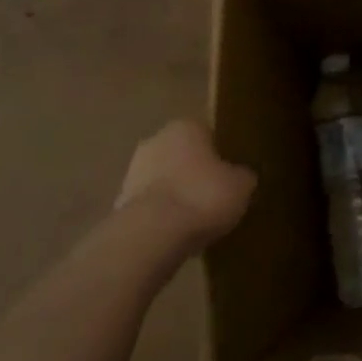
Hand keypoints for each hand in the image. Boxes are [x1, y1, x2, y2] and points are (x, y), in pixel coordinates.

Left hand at [116, 120, 255, 249]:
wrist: (152, 234)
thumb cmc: (202, 197)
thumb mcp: (241, 186)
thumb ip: (242, 176)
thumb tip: (242, 177)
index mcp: (187, 126)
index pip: (208, 134)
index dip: (220, 155)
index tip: (229, 176)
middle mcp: (156, 139)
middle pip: (181, 154)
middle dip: (193, 172)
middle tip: (213, 196)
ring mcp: (133, 170)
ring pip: (162, 178)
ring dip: (174, 193)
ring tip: (193, 220)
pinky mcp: (119, 201)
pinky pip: (149, 205)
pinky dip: (159, 215)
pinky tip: (173, 234)